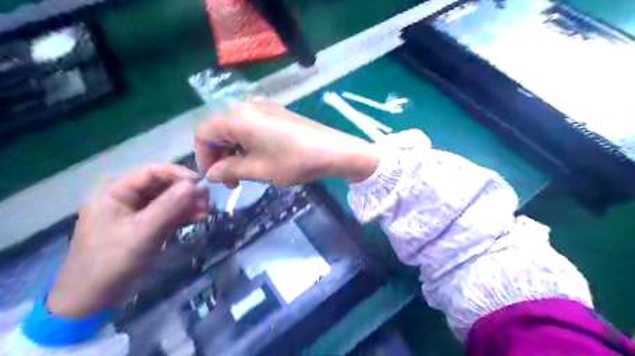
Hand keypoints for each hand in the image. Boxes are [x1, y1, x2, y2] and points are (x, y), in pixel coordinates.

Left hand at [50, 163, 208, 316]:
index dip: (180, 174)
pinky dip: (184, 213)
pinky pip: (169, 211)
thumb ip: (169, 207)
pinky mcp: (146, 223)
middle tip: (207, 202)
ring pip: (169, 198)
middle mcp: (126, 196)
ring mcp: (136, 210)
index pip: (153, 171)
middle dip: (187, 191)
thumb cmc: (111, 263)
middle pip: (164, 184)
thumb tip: (197, 184)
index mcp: (116, 191)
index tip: (202, 185)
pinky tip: (198, 218)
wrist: (92, 299)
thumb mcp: (142, 233)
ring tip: (205, 213)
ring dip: (188, 203)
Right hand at [197, 97, 378, 185]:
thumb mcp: (258, 170)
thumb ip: (229, 170)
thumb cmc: (293, 161)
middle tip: (231, 180)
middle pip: (219, 130)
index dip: (203, 157)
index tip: (214, 178)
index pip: (203, 133)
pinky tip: (259, 159)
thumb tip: (210, 173)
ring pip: (235, 129)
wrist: (333, 150)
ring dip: (234, 151)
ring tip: (245, 173)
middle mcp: (246, 106)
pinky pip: (251, 126)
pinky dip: (247, 143)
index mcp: (236, 117)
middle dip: (219, 156)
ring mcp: (263, 107)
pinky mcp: (276, 112)